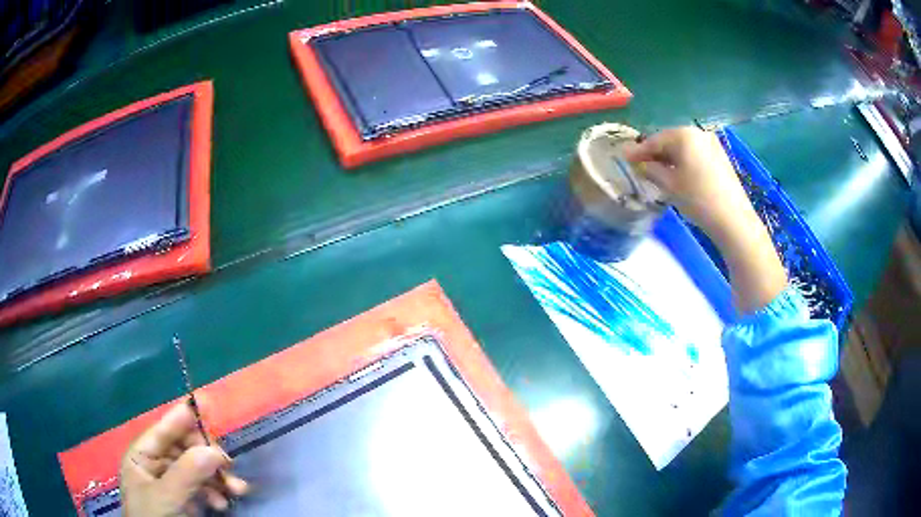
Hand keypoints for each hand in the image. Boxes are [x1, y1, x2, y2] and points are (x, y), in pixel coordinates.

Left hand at [121, 401, 247, 516]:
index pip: (163, 429)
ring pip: (196, 469)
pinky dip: (214, 492)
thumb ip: (186, 474)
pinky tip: (222, 503)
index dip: (182, 416)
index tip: (205, 402)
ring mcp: (169, 482)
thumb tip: (213, 450)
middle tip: (228, 465)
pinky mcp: (182, 498)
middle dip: (207, 456)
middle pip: (183, 448)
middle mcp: (155, 464)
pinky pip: (201, 487)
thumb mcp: (165, 497)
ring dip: (216, 477)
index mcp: (141, 455)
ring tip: (236, 490)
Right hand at [621, 126, 786, 312]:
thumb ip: (650, 169)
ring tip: (658, 172)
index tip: (623, 158)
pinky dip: (684, 162)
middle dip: (655, 153)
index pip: (655, 140)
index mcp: (684, 135)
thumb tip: (637, 162)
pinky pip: (695, 154)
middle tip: (640, 165)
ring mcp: (712, 144)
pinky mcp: (720, 157)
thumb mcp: (669, 184)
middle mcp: (698, 133)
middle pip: (670, 141)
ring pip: (684, 148)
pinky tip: (678, 175)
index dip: (638, 151)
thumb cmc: (698, 199)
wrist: (733, 220)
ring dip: (669, 158)